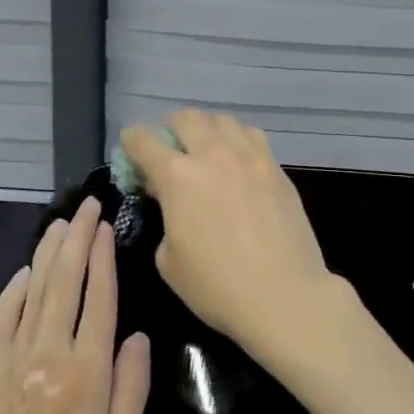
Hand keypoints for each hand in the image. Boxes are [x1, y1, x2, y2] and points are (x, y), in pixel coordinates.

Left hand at [0, 196, 150, 413]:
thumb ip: (131, 392)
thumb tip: (138, 337)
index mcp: (87, 373)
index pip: (98, 299)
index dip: (103, 257)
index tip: (106, 225)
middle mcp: (49, 354)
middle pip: (64, 282)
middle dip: (77, 239)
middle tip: (87, 206)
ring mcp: (12, 360)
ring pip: (34, 292)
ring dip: (48, 253)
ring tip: (61, 224)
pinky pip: (2, 319)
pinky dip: (14, 289)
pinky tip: (24, 272)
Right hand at [120, 110, 353, 366]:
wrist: (284, 295)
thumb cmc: (216, 286)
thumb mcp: (169, 260)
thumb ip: (166, 218)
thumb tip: (172, 201)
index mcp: (178, 177)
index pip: (145, 141)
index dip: (132, 140)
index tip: (130, 146)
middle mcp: (214, 154)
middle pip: (187, 118)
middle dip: (171, 126)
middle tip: (169, 145)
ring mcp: (250, 157)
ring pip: (224, 120)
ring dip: (207, 127)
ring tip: (205, 147)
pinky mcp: (277, 168)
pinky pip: (252, 136)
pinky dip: (237, 139)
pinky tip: (237, 160)